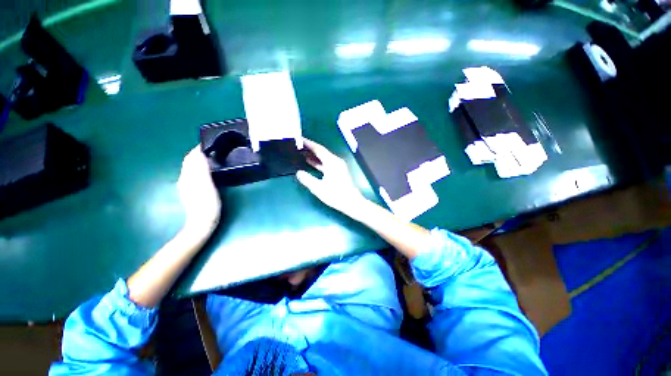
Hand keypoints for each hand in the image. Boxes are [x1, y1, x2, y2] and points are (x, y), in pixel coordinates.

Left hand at [177, 146, 221, 234]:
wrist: (201, 223)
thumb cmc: (206, 204)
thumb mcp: (205, 184)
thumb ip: (200, 168)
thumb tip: (199, 153)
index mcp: (188, 175)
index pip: (191, 157)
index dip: (199, 149)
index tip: (210, 143)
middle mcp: (184, 179)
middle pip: (190, 162)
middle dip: (199, 154)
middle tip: (213, 150)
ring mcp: (187, 186)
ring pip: (191, 168)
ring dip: (199, 161)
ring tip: (212, 159)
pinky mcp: (191, 192)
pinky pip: (194, 175)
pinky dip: (200, 169)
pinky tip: (207, 172)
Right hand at [296, 139, 368, 218]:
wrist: (352, 203)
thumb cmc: (336, 195)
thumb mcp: (318, 188)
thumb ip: (307, 179)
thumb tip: (299, 173)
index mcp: (332, 162)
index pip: (319, 149)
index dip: (309, 144)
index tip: (299, 139)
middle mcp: (336, 161)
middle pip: (322, 152)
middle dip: (310, 149)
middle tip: (298, 146)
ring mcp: (339, 166)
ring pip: (324, 158)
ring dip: (314, 156)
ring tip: (302, 153)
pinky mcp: (339, 171)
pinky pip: (327, 163)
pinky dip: (319, 163)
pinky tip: (311, 163)